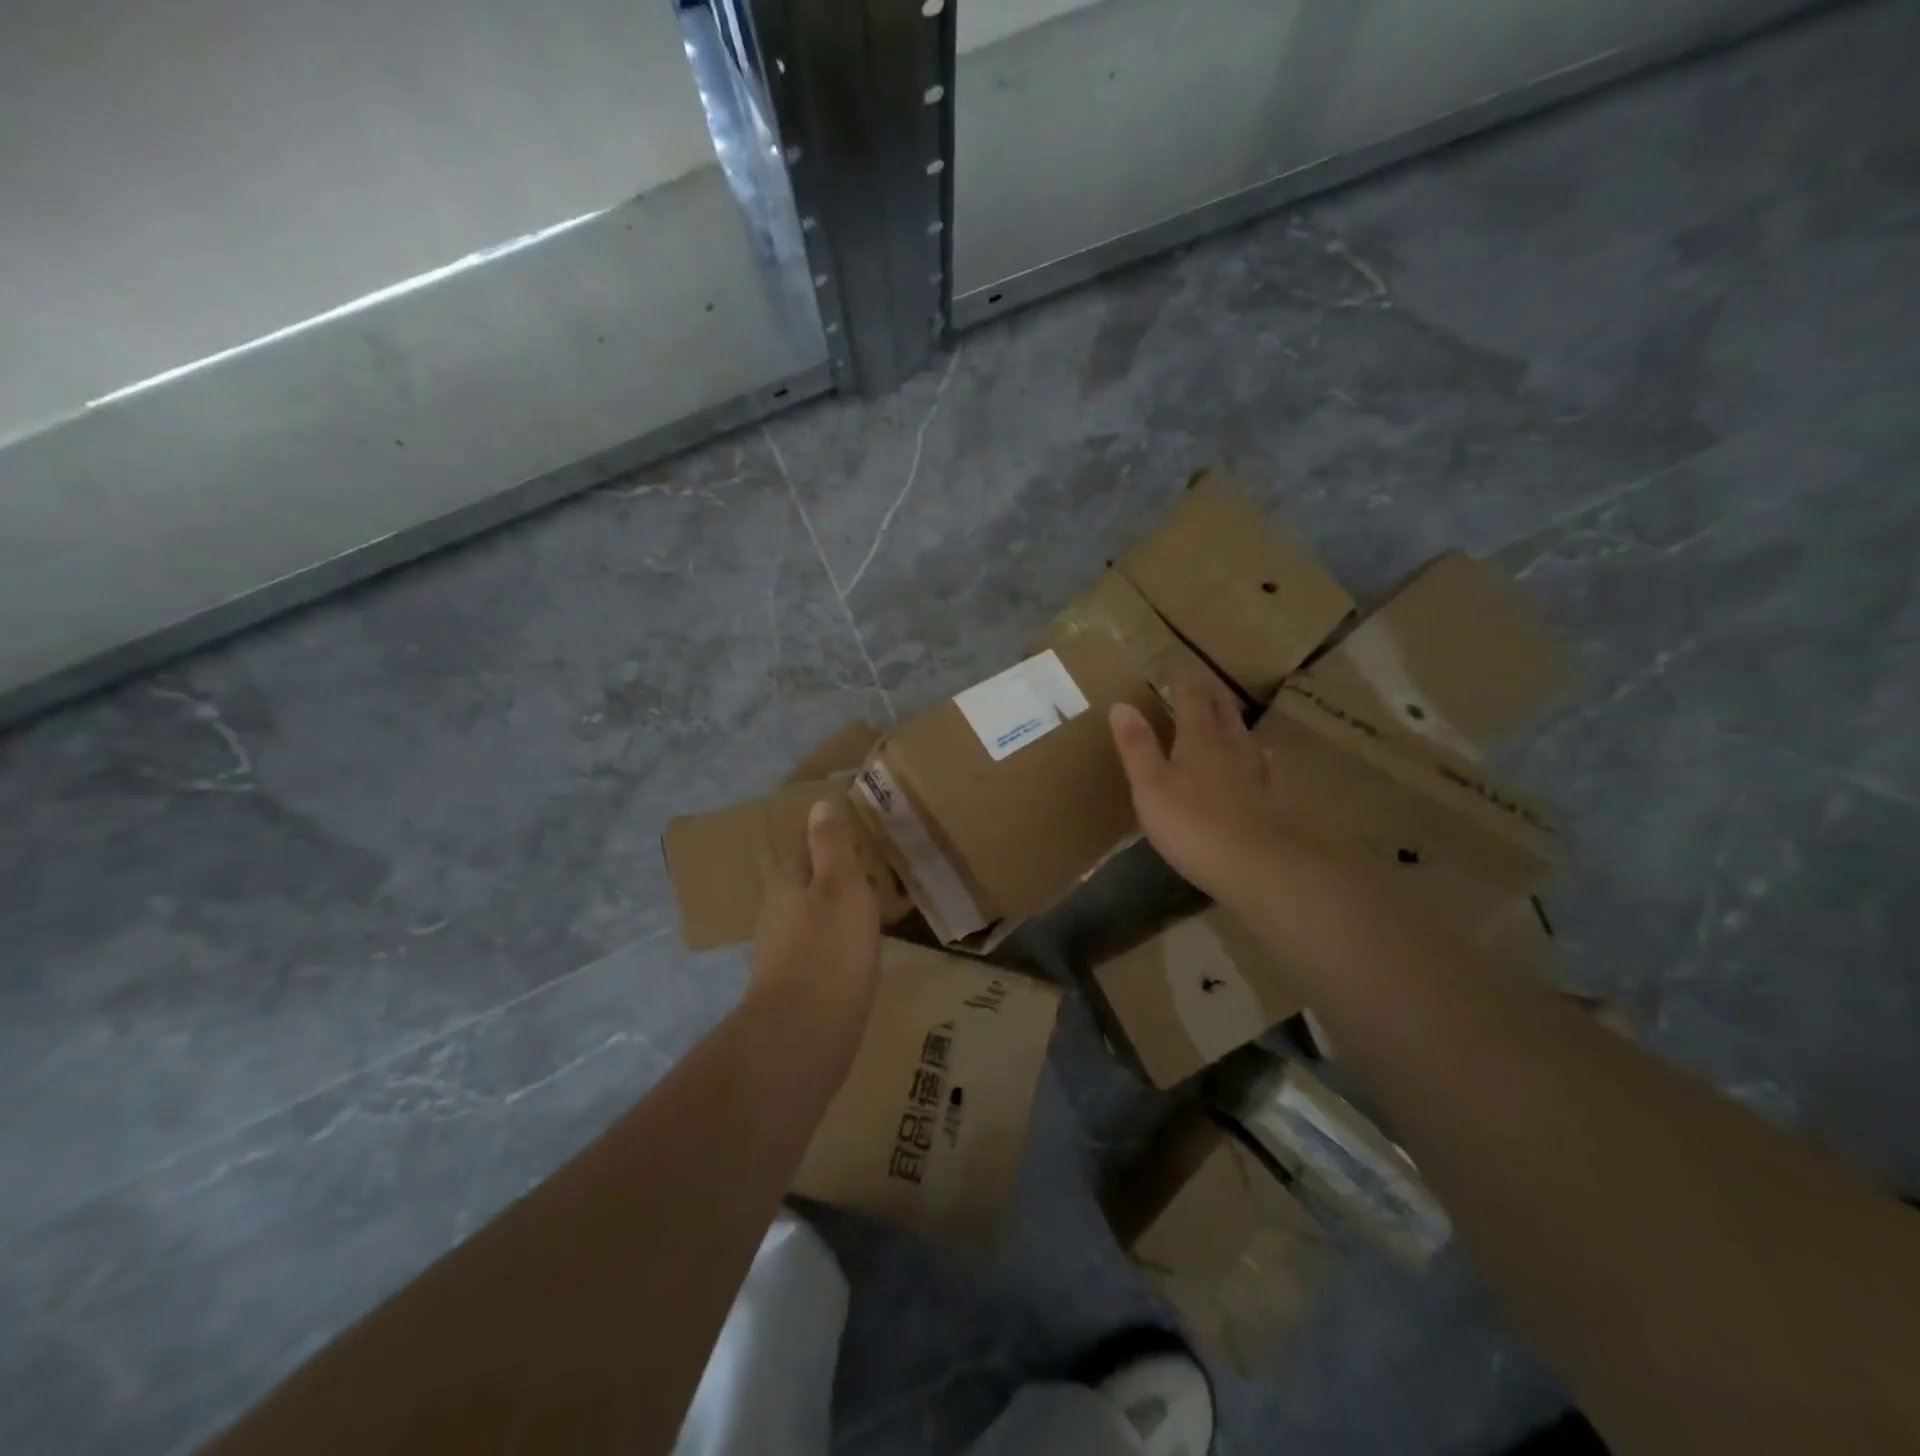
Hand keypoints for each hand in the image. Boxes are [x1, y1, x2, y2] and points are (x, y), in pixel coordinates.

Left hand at [751, 798, 882, 1055]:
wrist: (804, 1036)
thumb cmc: (829, 951)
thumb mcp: (841, 887)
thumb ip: (831, 846)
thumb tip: (820, 803)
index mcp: (787, 884)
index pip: (802, 846)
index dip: (825, 835)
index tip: (853, 828)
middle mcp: (778, 913)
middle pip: (805, 882)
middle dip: (832, 872)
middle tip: (871, 866)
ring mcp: (783, 952)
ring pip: (812, 916)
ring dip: (836, 907)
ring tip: (872, 905)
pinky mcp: (796, 985)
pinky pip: (820, 948)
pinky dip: (838, 940)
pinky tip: (858, 949)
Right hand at [1111, 671, 1285, 904]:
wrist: (1257, 865)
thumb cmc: (1193, 823)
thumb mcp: (1150, 785)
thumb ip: (1137, 746)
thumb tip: (1121, 704)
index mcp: (1199, 739)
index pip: (1192, 699)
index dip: (1184, 682)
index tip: (1178, 667)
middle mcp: (1231, 747)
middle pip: (1223, 712)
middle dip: (1212, 695)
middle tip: (1204, 682)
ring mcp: (1254, 773)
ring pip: (1244, 736)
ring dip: (1233, 721)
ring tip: (1228, 714)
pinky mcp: (1268, 799)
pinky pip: (1260, 765)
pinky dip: (1254, 754)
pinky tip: (1258, 760)